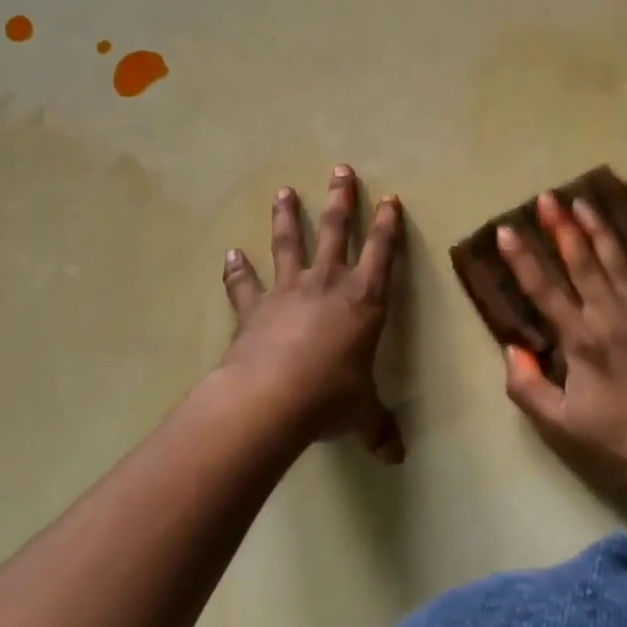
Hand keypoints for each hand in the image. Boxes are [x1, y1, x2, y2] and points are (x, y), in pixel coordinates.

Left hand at [220, 166, 405, 462]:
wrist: (271, 399)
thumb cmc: (330, 397)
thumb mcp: (362, 413)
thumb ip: (379, 427)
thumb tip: (396, 457)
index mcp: (363, 300)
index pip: (382, 253)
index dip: (387, 226)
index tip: (390, 199)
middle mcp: (327, 284)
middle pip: (335, 231)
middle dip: (340, 199)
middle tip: (340, 169)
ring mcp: (288, 291)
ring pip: (289, 244)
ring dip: (287, 216)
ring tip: (284, 191)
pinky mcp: (254, 308)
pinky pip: (245, 285)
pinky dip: (237, 270)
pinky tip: (230, 254)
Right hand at [496, 192, 626, 507]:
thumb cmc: (619, 442)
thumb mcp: (560, 425)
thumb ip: (528, 386)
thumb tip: (513, 349)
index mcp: (581, 340)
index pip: (544, 289)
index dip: (522, 258)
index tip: (506, 230)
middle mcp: (612, 317)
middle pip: (582, 262)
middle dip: (561, 228)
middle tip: (547, 198)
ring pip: (619, 262)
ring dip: (600, 231)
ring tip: (583, 203)